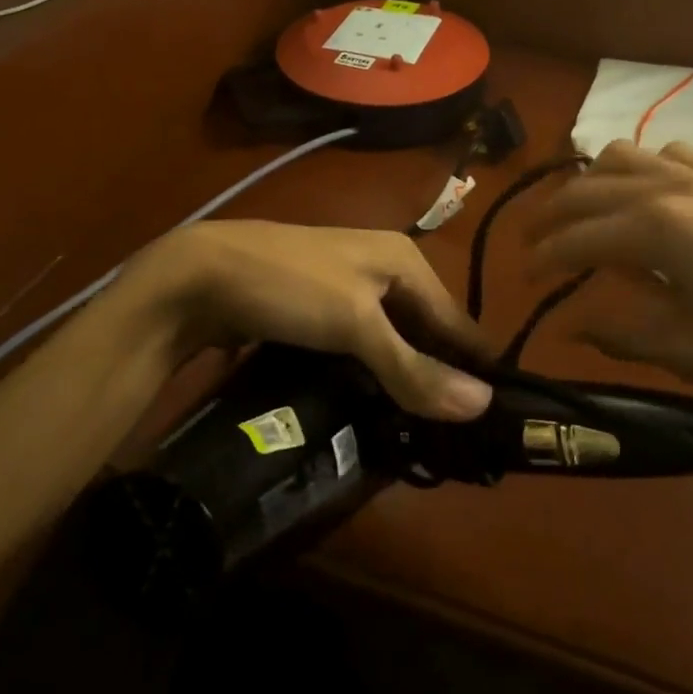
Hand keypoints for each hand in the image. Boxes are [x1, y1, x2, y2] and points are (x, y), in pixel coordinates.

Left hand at [132, 220, 493, 420]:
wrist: (199, 274)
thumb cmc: (290, 287)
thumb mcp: (356, 325)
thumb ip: (414, 367)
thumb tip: (484, 405)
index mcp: (404, 259)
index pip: (456, 318)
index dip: (474, 365)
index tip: (494, 417)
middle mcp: (382, 267)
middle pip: (425, 329)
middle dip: (437, 375)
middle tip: (454, 435)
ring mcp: (347, 287)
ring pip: (392, 339)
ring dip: (403, 378)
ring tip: (419, 430)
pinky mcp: (318, 309)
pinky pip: (360, 345)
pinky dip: (371, 372)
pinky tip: (374, 404)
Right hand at [522, 141, 692, 397]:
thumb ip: (623, 334)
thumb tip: (571, 325)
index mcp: (652, 230)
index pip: (574, 239)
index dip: (541, 260)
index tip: (523, 281)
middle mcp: (665, 187)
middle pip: (585, 189)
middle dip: (549, 217)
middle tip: (532, 246)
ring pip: (621, 157)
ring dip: (589, 183)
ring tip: (580, 214)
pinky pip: (666, 153)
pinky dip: (640, 169)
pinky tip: (648, 196)